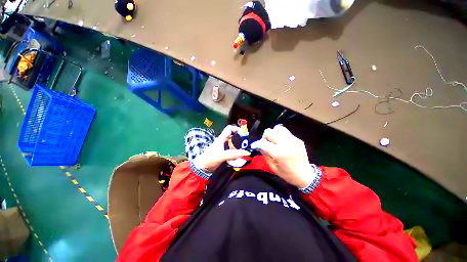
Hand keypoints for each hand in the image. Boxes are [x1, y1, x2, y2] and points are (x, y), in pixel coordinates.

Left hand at [194, 125, 250, 171]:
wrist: (202, 168)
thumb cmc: (210, 159)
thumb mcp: (222, 155)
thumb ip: (233, 154)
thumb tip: (245, 152)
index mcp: (221, 138)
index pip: (229, 128)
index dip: (236, 129)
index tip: (243, 134)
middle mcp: (223, 142)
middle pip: (233, 137)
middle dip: (240, 140)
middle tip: (246, 145)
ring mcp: (224, 148)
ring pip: (234, 145)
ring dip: (239, 148)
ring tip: (244, 152)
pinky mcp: (225, 154)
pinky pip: (233, 152)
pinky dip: (237, 154)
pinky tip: (239, 158)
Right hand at [251, 125, 315, 188]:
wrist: (305, 175)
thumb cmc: (287, 174)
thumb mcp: (272, 167)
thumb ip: (264, 154)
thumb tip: (258, 146)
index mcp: (278, 153)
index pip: (263, 143)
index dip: (256, 143)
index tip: (254, 145)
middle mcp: (285, 143)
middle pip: (269, 131)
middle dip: (264, 137)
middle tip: (266, 143)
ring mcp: (293, 140)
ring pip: (278, 128)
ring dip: (273, 133)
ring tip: (274, 140)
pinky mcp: (298, 139)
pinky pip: (286, 132)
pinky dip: (281, 136)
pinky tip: (283, 143)